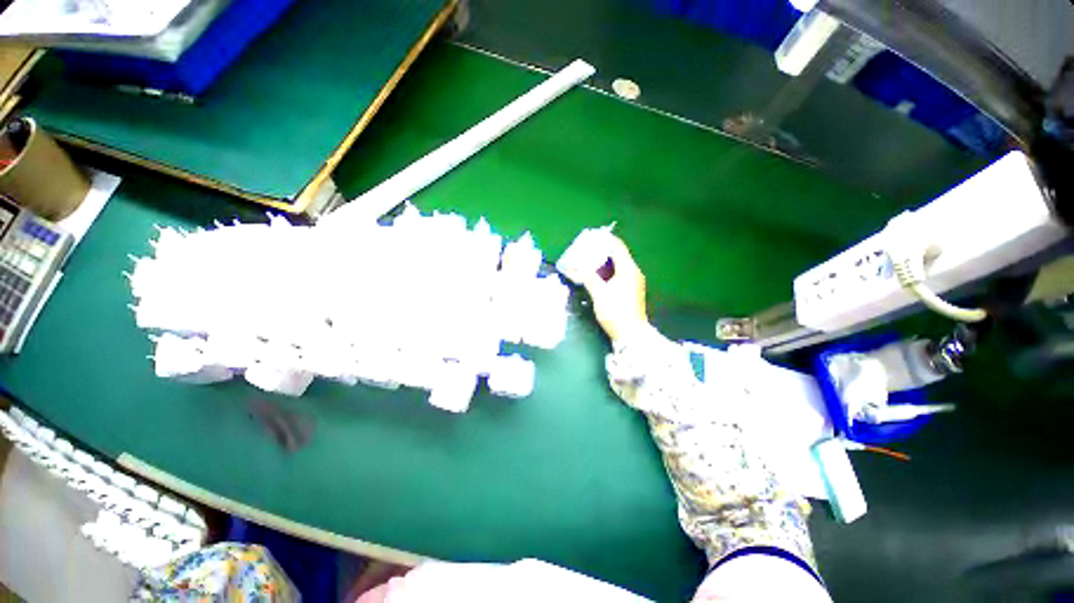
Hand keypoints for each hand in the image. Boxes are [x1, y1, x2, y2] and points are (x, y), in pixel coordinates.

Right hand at [577, 234, 648, 342]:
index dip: (606, 239)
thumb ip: (588, 278)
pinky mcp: (630, 291)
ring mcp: (633, 282)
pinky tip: (596, 276)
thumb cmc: (616, 312)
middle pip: (618, 255)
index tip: (592, 235)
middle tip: (586, 249)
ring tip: (588, 261)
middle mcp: (633, 272)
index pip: (617, 247)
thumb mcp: (599, 294)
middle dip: (602, 250)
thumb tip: (576, 267)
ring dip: (603, 262)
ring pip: (617, 266)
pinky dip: (607, 271)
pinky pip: (618, 274)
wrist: (631, 334)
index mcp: (628, 269)